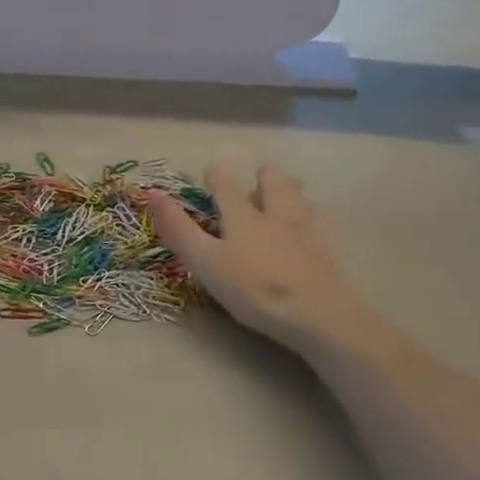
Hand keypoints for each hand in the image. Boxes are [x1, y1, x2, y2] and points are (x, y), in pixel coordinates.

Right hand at [149, 163, 371, 354]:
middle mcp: (276, 216)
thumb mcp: (205, 261)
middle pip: (274, 186)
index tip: (213, 166)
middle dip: (266, 176)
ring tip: (289, 188)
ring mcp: (305, 233)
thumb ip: (179, 230)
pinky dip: (311, 216)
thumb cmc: (251, 288)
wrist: (312, 312)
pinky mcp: (326, 253)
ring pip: (300, 200)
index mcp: (243, 218)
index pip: (227, 189)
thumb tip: (153, 194)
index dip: (218, 177)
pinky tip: (311, 224)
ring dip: (291, 190)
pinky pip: (318, 224)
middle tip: (262, 171)